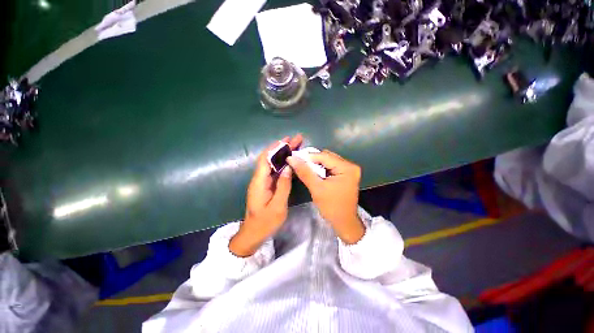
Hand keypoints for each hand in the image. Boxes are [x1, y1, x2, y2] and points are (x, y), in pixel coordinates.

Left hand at [229, 135, 301, 256]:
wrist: (253, 234)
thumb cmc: (265, 223)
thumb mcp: (277, 207)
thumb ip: (283, 186)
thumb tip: (288, 168)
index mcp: (259, 182)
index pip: (265, 159)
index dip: (275, 148)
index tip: (286, 140)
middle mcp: (259, 179)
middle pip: (270, 158)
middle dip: (282, 148)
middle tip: (296, 140)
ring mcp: (263, 182)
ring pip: (273, 163)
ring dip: (283, 154)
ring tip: (296, 146)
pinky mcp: (267, 185)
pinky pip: (275, 171)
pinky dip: (283, 164)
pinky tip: (292, 161)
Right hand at [287, 150, 364, 243]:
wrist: (344, 222)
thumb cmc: (331, 207)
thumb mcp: (316, 188)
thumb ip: (304, 172)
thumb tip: (291, 159)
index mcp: (346, 168)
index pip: (325, 156)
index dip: (308, 157)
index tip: (294, 158)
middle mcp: (350, 166)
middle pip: (327, 157)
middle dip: (313, 161)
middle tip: (300, 165)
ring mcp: (349, 170)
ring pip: (328, 161)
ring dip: (317, 165)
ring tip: (306, 170)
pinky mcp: (346, 174)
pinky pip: (331, 167)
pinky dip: (322, 169)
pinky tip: (315, 174)